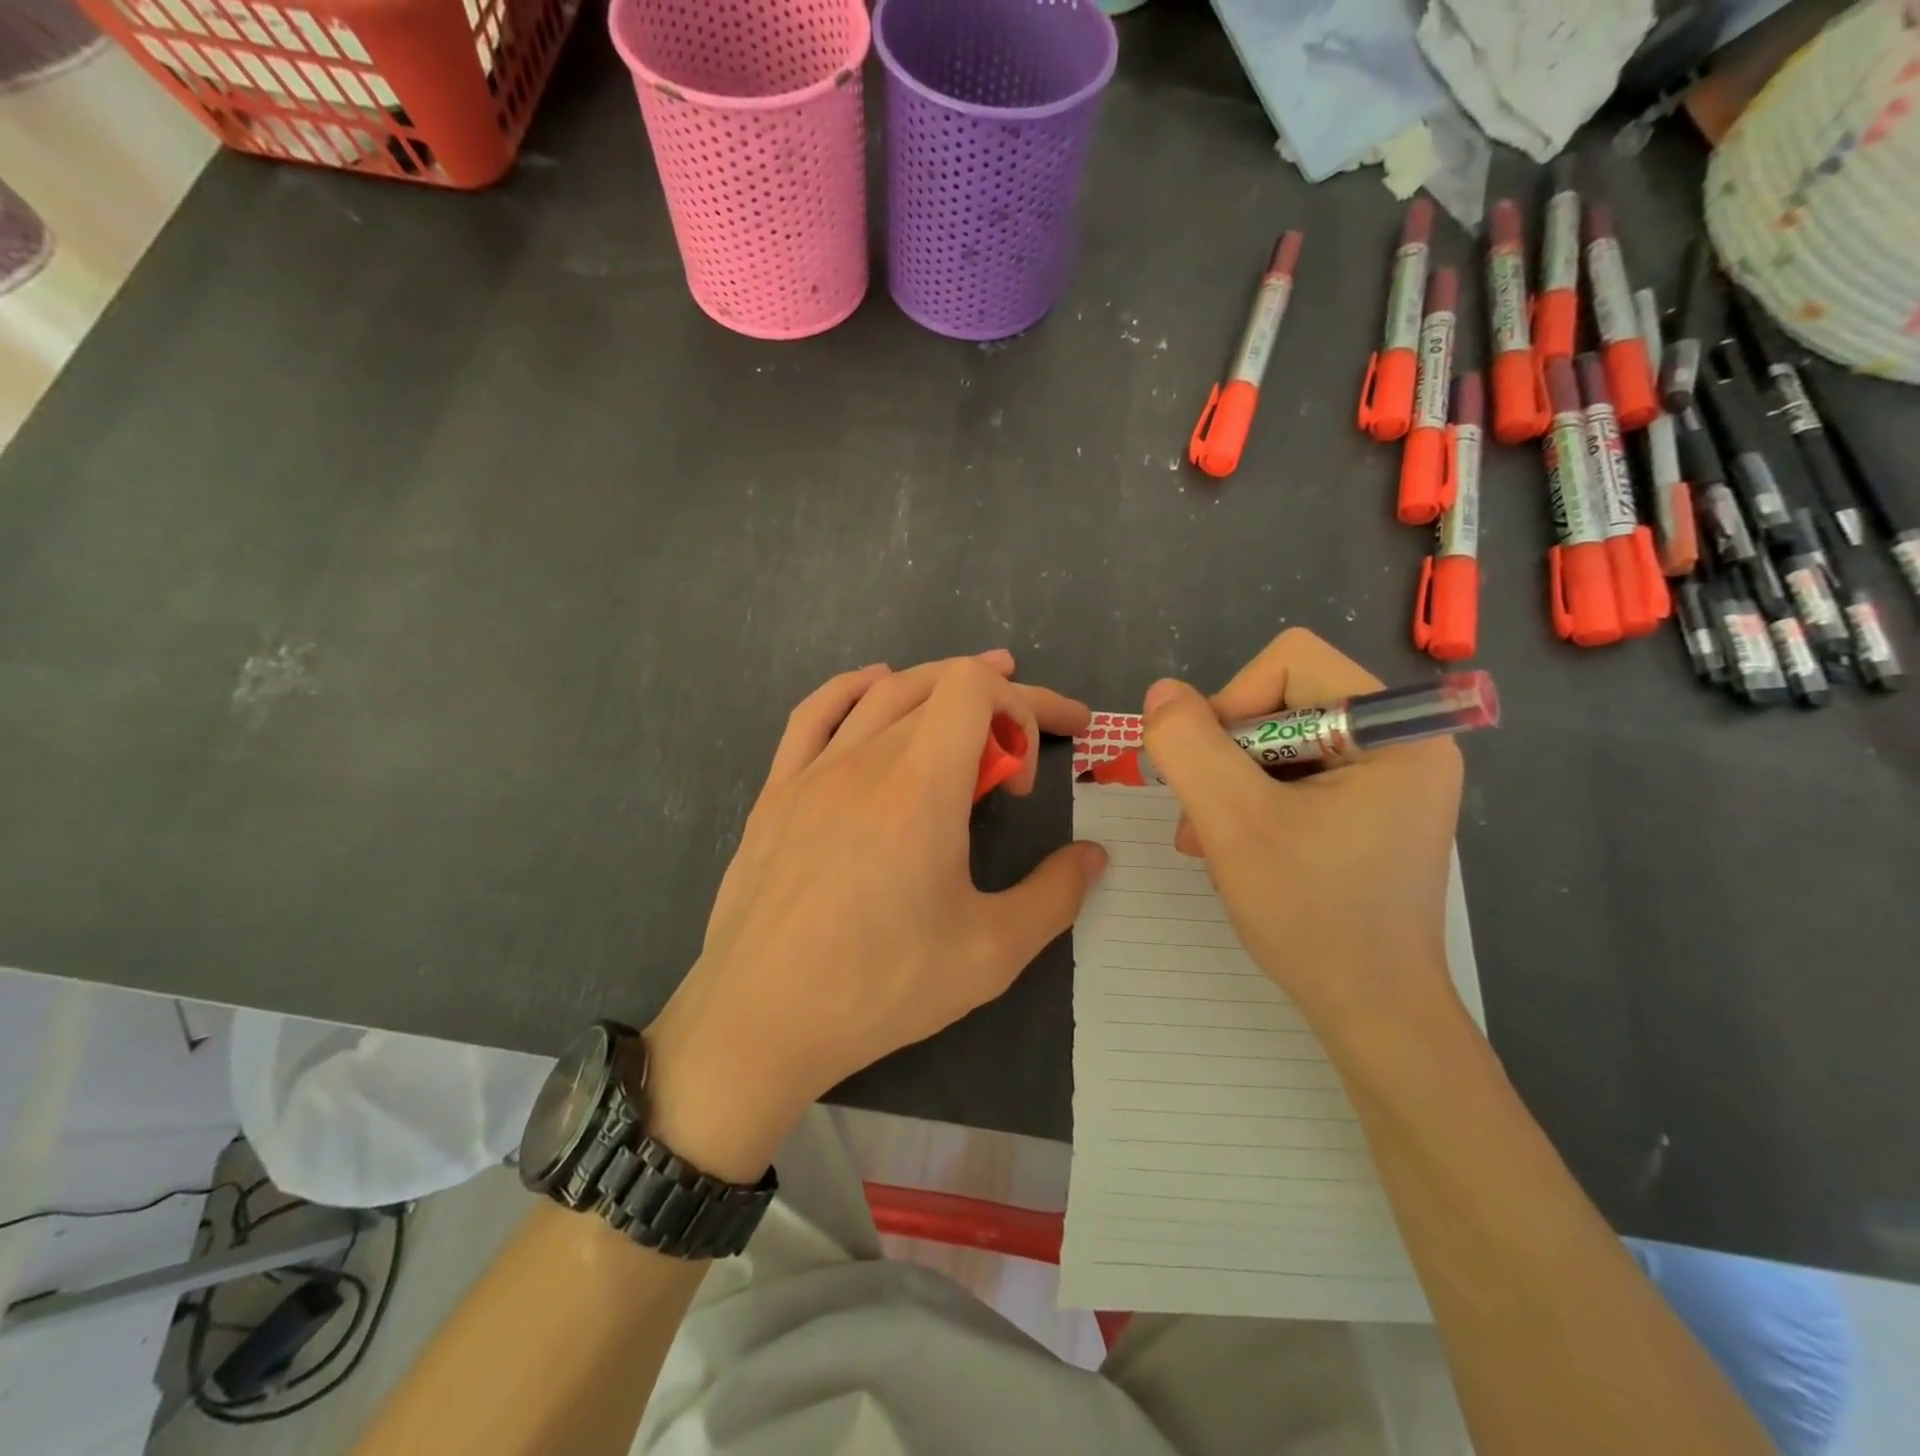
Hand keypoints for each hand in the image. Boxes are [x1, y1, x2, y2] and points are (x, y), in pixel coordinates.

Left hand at [644, 651, 1106, 1180]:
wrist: (759, 1021)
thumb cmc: (879, 987)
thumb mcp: (990, 954)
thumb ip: (1055, 896)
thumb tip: (1094, 856)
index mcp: (920, 788)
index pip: (974, 688)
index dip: (1023, 705)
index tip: (1031, 770)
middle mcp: (865, 761)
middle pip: (939, 688)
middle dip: (1001, 701)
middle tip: (1033, 738)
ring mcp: (813, 772)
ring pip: (883, 693)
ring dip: (937, 685)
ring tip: (975, 697)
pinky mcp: (776, 792)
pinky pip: (814, 714)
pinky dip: (854, 687)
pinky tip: (875, 688)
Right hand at [1140, 630, 1462, 1039]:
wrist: (1372, 1013)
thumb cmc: (1313, 915)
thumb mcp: (1234, 822)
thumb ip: (1189, 746)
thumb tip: (1162, 691)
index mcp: (1394, 730)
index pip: (1290, 663)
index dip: (1232, 703)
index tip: (1209, 771)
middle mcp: (1401, 743)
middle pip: (1282, 704)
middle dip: (1226, 757)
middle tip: (1199, 816)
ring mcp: (1388, 781)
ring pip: (1279, 745)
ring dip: (1230, 787)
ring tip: (1208, 841)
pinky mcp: (1370, 812)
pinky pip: (1294, 779)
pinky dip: (1252, 807)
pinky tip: (1235, 851)